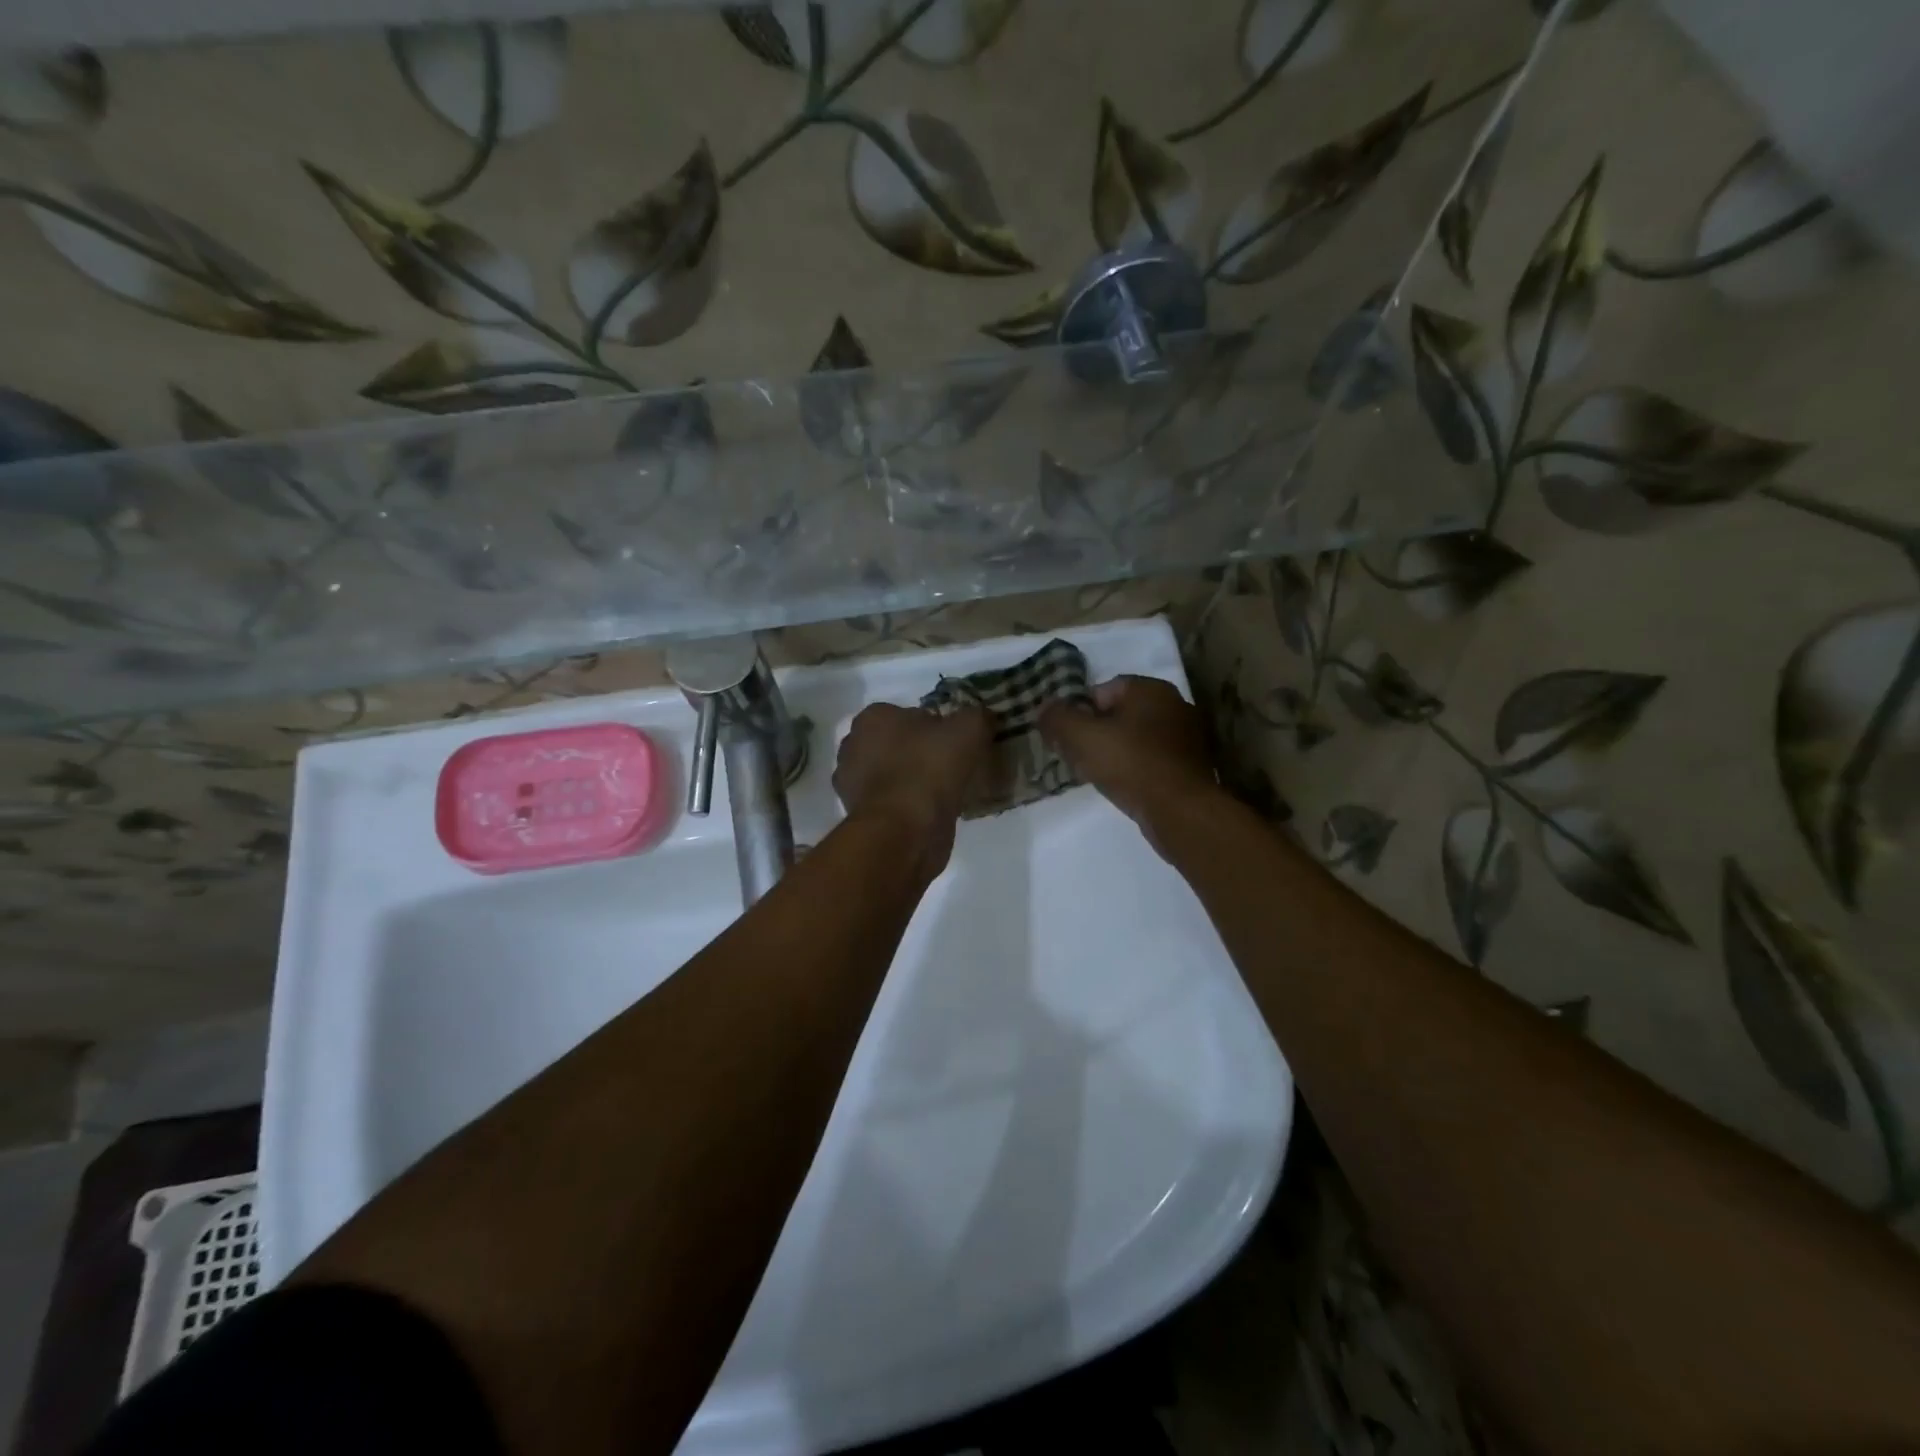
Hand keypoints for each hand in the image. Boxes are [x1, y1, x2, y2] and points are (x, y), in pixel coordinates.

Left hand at [833, 703, 991, 872]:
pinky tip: (933, 813)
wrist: (905, 830)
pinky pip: (892, 803)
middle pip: (898, 744)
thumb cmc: (930, 768)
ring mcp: (852, 784)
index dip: (936, 726)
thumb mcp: (969, 728)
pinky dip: (909, 806)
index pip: (909, 713)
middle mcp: (854, 746)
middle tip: (952, 767)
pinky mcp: (860, 816)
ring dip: (914, 781)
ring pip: (894, 775)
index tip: (956, 742)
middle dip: (920, 753)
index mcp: (873, 717)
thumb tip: (981, 718)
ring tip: (946, 793)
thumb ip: (976, 716)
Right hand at [1039, 676, 1220, 852]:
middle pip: (1120, 714)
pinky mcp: (1192, 766)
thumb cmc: (1130, 765)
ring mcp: (1188, 736)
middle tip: (1078, 758)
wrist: (1180, 811)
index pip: (1102, 690)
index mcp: (1150, 688)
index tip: (1066, 738)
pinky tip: (1124, 787)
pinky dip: (1136, 769)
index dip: (1078, 713)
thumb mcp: (1081, 738)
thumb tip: (1044, 708)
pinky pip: (1153, 760)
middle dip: (1096, 733)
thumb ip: (1057, 718)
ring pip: (1136, 738)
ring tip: (1099, 776)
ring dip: (1116, 753)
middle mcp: (1175, 705)